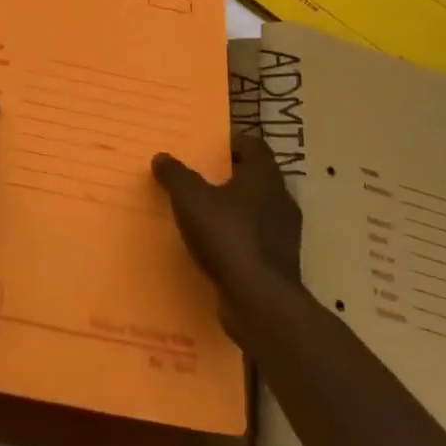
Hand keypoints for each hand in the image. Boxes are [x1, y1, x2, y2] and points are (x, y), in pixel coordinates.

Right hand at [153, 134, 301, 297]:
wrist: (260, 302)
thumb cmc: (228, 236)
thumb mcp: (190, 199)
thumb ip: (176, 175)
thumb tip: (161, 157)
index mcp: (265, 176)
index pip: (254, 146)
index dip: (232, 144)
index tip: (209, 149)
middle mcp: (280, 199)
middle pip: (255, 178)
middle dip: (229, 177)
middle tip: (200, 179)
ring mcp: (284, 234)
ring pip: (256, 211)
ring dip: (234, 211)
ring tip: (203, 215)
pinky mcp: (280, 264)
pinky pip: (255, 241)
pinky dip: (237, 239)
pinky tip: (214, 248)